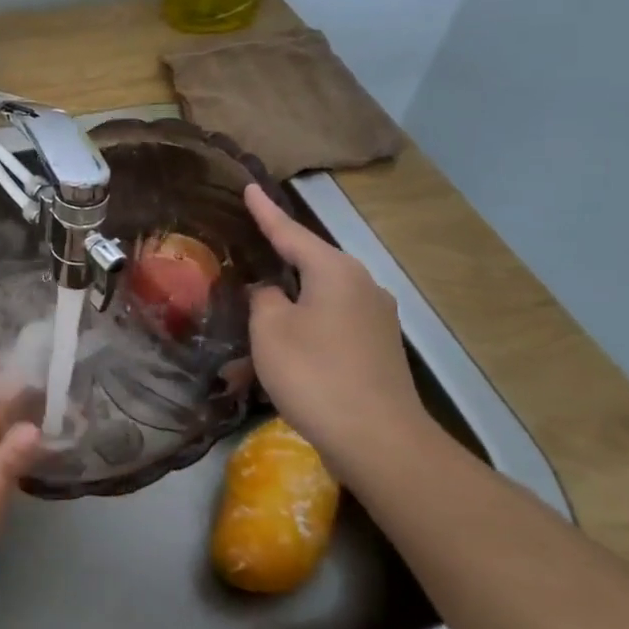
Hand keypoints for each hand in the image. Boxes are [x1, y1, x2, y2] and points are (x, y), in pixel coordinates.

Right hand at [243, 183, 429, 474]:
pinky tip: (286, 342)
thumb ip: (264, 298)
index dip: (266, 211)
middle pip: (311, 262)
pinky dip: (306, 324)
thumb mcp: (270, 329)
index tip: (250, 187)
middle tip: (248, 244)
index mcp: (335, 270)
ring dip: (290, 299)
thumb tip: (271, 291)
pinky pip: (332, 321)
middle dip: (279, 257)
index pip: (290, 232)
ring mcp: (376, 318)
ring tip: (258, 304)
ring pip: (321, 296)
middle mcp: (362, 285)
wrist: (380, 442)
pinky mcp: (378, 348)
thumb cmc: (315, 373)